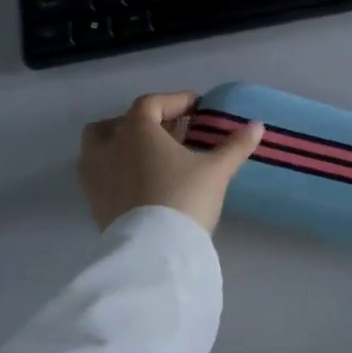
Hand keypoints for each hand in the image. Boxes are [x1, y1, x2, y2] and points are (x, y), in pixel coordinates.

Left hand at [76, 92, 264, 234]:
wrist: (153, 251)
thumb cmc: (184, 197)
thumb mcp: (216, 170)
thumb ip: (235, 146)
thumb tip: (257, 126)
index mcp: (136, 130)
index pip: (152, 103)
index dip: (175, 101)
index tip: (197, 108)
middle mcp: (109, 147)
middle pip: (119, 122)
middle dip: (145, 122)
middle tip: (171, 132)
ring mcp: (96, 176)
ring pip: (100, 147)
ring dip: (123, 145)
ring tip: (150, 156)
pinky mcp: (94, 203)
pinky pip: (100, 175)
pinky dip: (117, 170)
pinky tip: (140, 183)